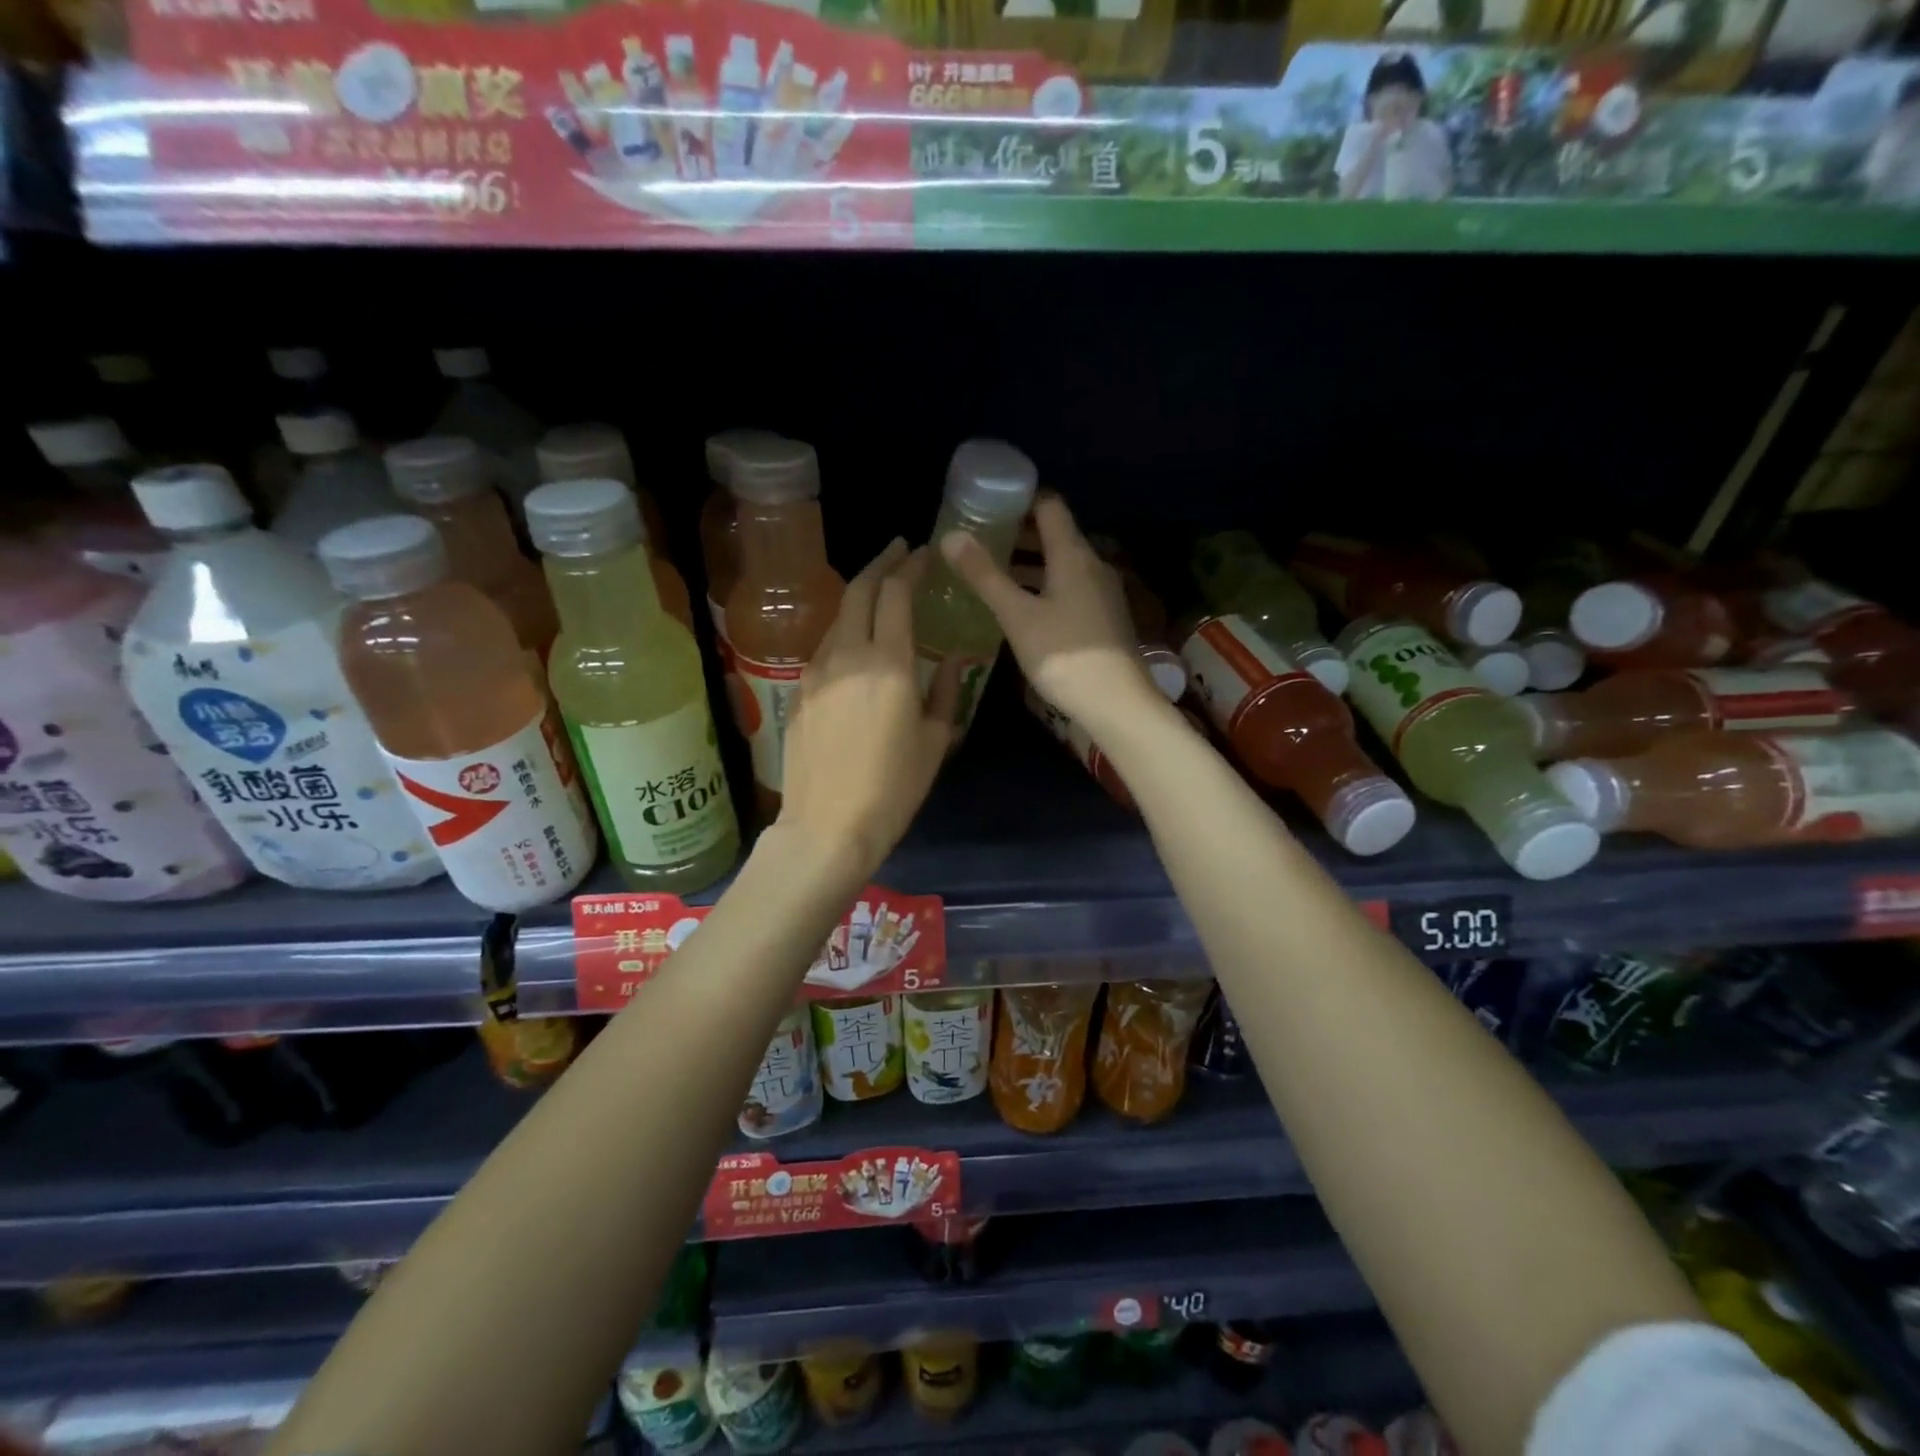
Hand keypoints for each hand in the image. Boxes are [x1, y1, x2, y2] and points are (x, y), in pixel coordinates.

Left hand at [776, 539, 960, 880]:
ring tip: (879, 596)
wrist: (827, 826)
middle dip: (880, 564)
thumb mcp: (935, 741)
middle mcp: (847, 655)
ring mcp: (816, 672)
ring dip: (859, 597)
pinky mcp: (799, 692)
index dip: (909, 567)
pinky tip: (856, 644)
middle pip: (858, 591)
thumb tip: (951, 660)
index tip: (922, 553)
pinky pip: (824, 647)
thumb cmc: (893, 788)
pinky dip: (844, 632)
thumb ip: (946, 691)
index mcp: (888, 663)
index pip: (895, 594)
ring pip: (837, 617)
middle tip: (898, 552)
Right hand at [939, 493, 1157, 730]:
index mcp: (1073, 555)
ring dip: (1030, 563)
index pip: (1049, 506)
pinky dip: (1044, 586)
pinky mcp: (1103, 617)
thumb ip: (985, 575)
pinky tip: (1022, 606)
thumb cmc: (1064, 655)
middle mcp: (1093, 565)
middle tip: (982, 539)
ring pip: (1062, 564)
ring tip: (994, 571)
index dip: (1020, 499)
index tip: (988, 504)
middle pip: (1056, 535)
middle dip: (1019, 533)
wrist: (1117, 704)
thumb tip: (951, 536)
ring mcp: (1102, 592)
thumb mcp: (1017, 616)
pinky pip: (1070, 587)